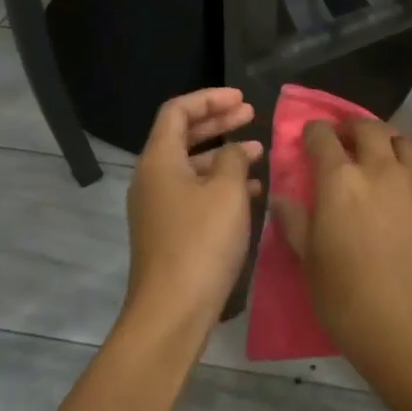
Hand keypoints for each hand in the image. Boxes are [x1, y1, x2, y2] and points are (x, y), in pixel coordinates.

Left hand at [122, 88, 262, 351]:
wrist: (172, 311)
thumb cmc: (201, 243)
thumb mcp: (228, 192)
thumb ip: (234, 159)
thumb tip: (235, 151)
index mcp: (159, 160)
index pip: (178, 111)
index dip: (209, 99)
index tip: (242, 99)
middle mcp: (152, 178)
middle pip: (183, 136)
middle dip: (218, 123)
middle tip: (251, 115)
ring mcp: (158, 206)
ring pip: (192, 166)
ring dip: (224, 155)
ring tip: (259, 153)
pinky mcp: (169, 231)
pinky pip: (195, 193)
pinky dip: (220, 185)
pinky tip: (252, 192)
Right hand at [271, 119, 411, 409]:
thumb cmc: (353, 305)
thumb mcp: (311, 267)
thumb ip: (295, 224)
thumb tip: (280, 198)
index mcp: (340, 182)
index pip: (322, 137)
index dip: (314, 133)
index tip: (311, 139)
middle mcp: (380, 168)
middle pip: (367, 128)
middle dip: (352, 130)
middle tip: (348, 144)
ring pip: (404, 140)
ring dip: (389, 143)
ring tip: (386, 158)